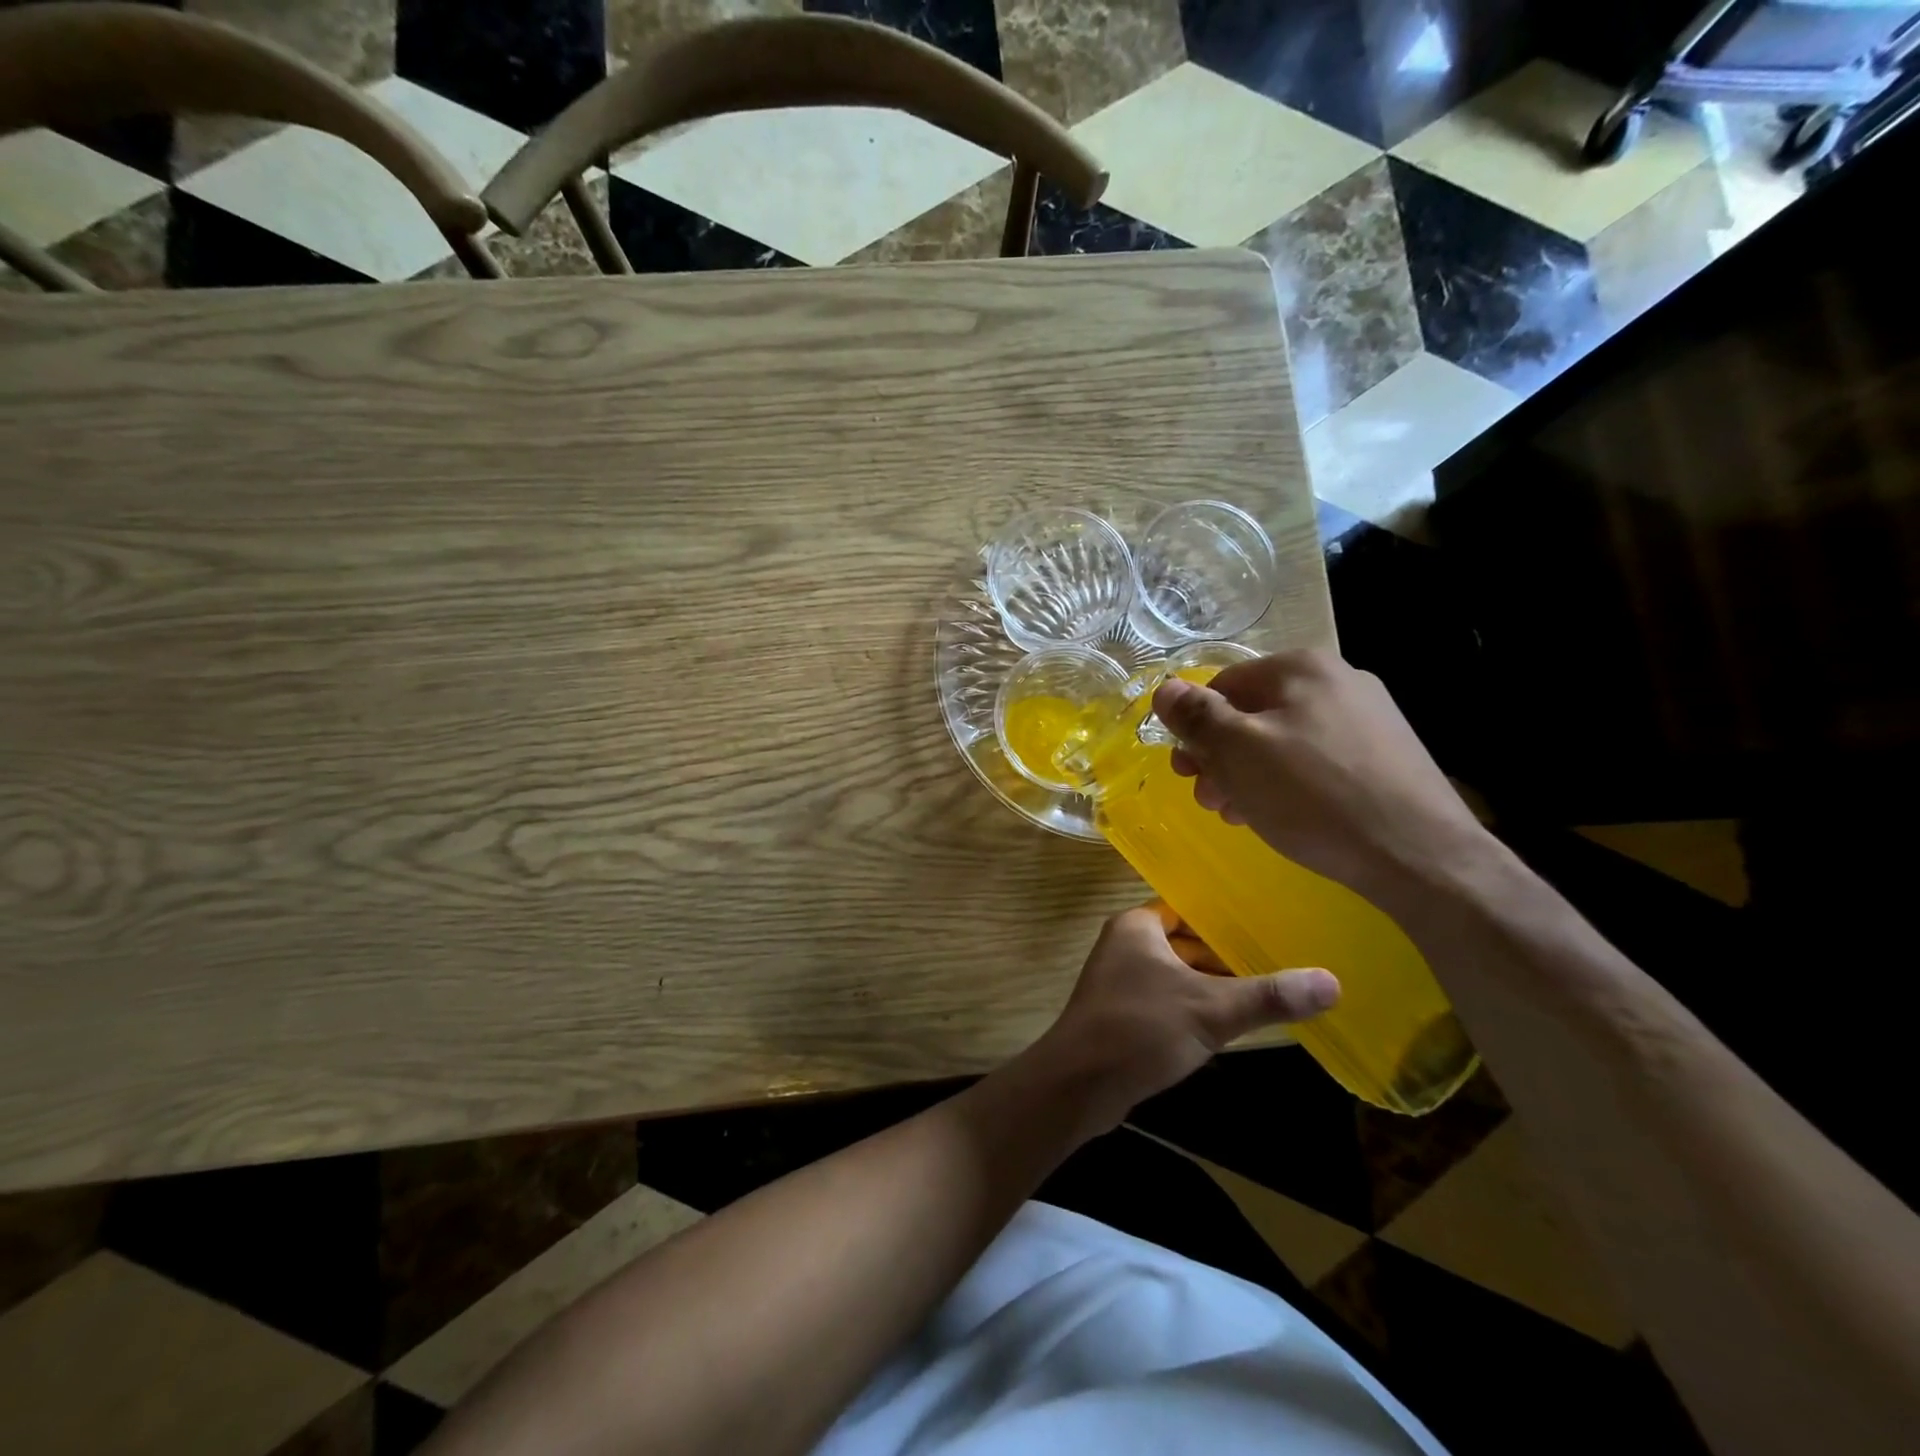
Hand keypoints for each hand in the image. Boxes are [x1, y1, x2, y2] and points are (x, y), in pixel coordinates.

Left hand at [1031, 904, 1337, 1132]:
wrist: (1079, 1085)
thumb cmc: (1140, 1029)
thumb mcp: (1211, 1009)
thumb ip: (1268, 996)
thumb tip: (1333, 982)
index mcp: (1138, 926)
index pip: (1190, 908)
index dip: (1227, 916)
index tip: (1271, 922)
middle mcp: (1126, 945)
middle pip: (1188, 941)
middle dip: (1228, 954)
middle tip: (1282, 958)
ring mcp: (1122, 980)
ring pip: (1179, 973)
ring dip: (1214, 983)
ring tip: (1268, 989)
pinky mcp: (1124, 1013)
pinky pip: (1169, 999)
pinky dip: (1196, 1006)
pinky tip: (1231, 1022)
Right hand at [1151, 650, 1490, 904]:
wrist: (1420, 855)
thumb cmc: (1313, 796)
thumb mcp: (1239, 752)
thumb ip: (1197, 716)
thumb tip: (1165, 689)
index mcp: (1300, 667)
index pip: (1222, 685)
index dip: (1194, 728)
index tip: (1187, 773)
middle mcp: (1338, 679)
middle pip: (1254, 712)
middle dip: (1221, 756)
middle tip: (1210, 799)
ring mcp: (1369, 717)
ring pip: (1284, 739)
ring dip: (1250, 773)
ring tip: (1241, 814)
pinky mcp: (1386, 755)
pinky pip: (1317, 759)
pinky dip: (1289, 782)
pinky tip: (1283, 815)